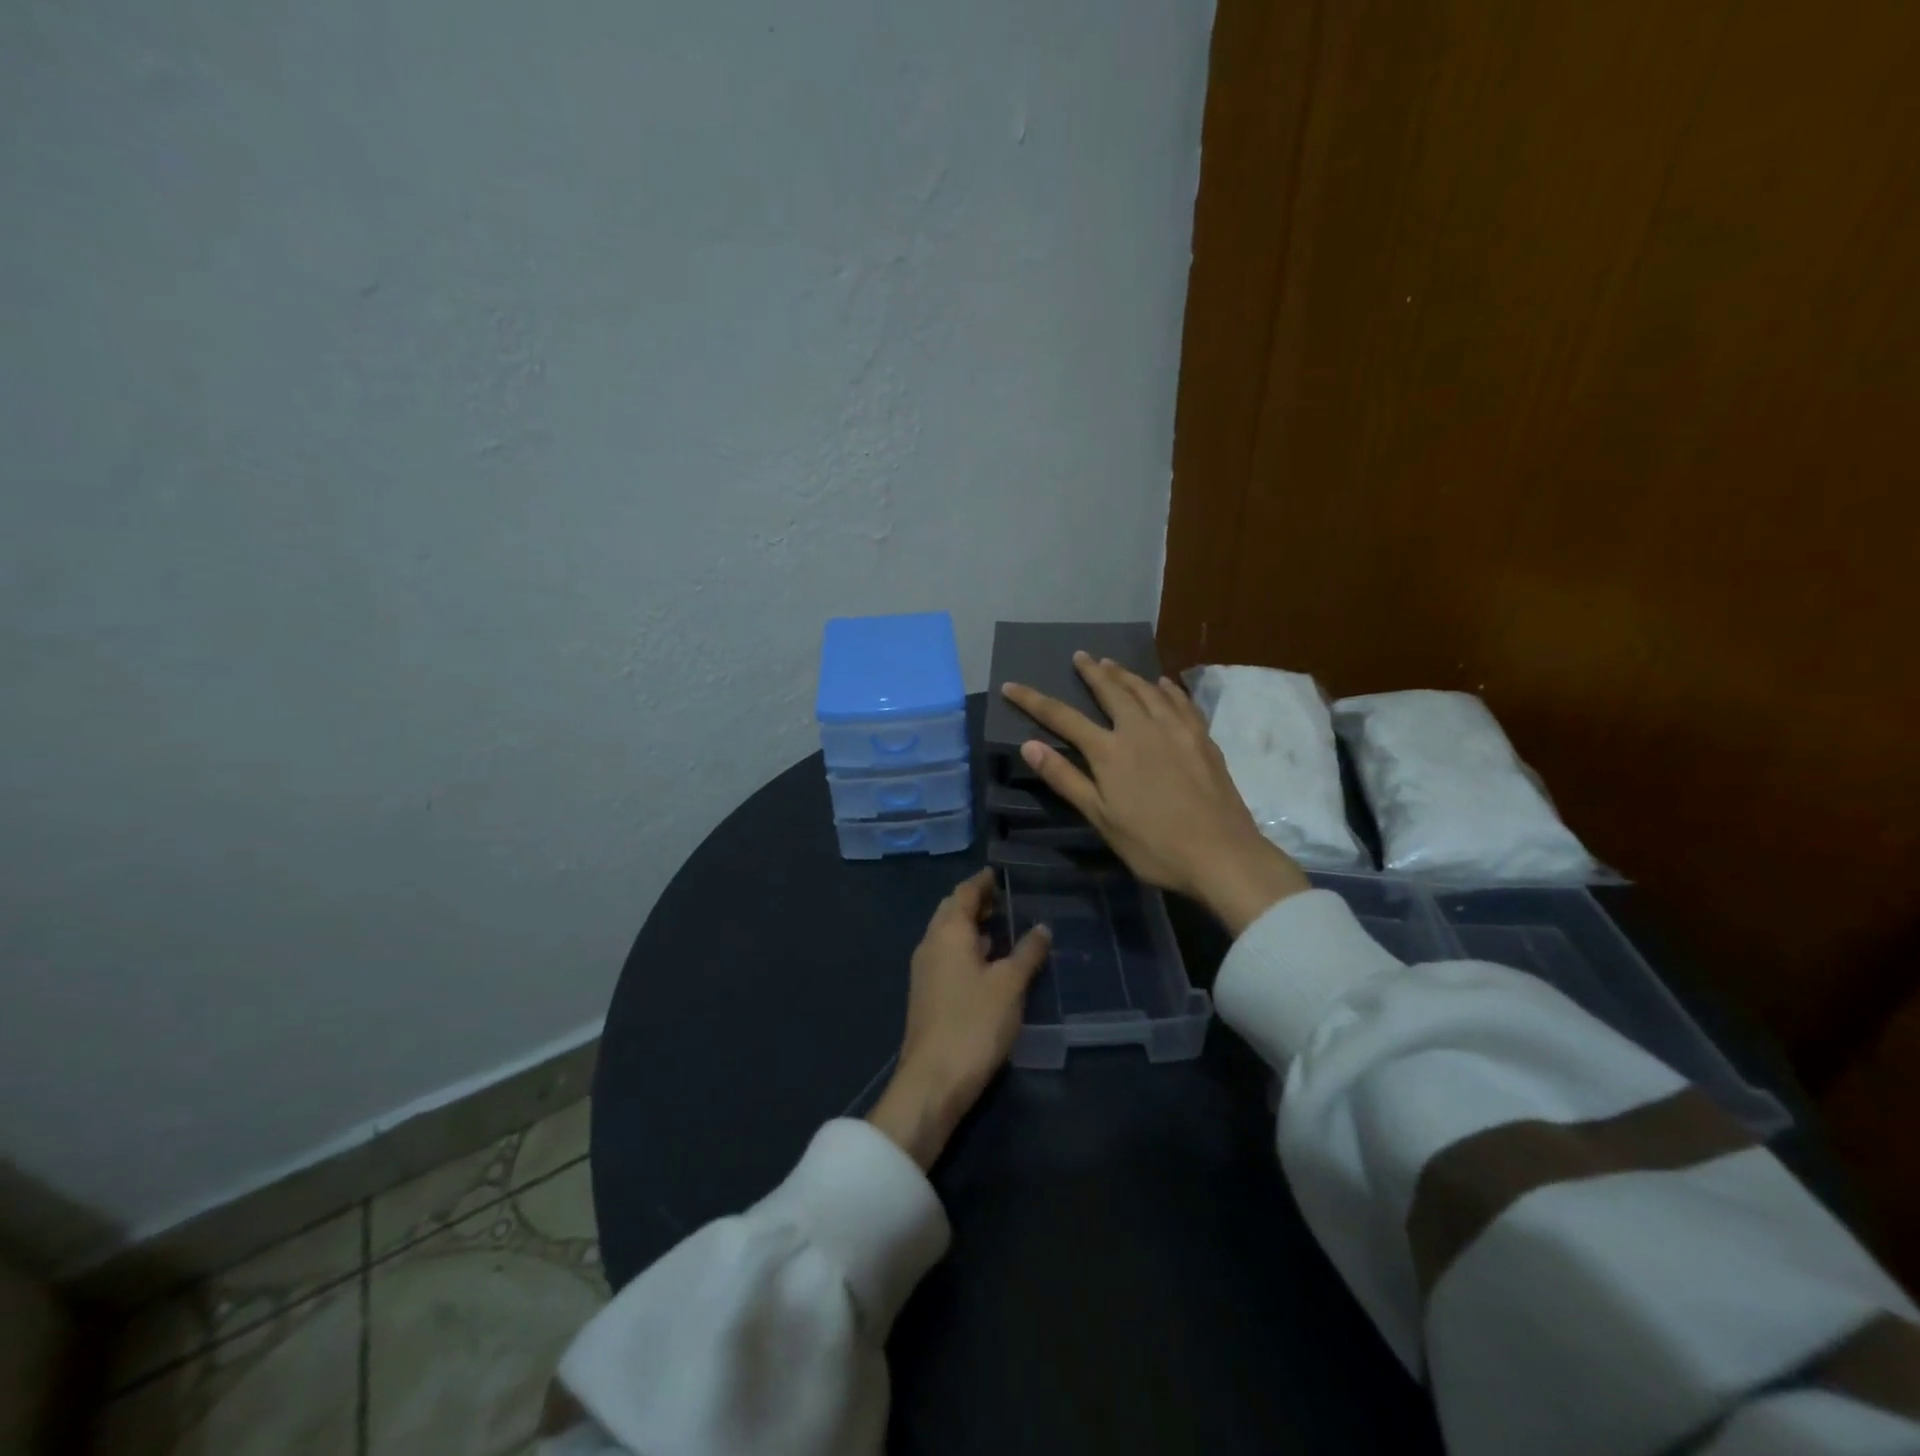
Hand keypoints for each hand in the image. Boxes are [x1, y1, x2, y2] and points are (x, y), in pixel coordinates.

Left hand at [867, 868, 1050, 1169]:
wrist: (932, 1080)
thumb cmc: (973, 1023)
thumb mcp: (1010, 985)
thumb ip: (1027, 953)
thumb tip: (1042, 927)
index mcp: (948, 932)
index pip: (963, 893)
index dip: (981, 882)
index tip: (998, 873)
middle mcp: (930, 944)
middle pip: (950, 911)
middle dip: (974, 902)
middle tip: (1001, 897)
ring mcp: (925, 971)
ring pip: (947, 935)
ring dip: (970, 926)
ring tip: (1000, 925)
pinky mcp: (927, 995)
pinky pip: (947, 956)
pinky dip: (966, 948)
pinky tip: (986, 962)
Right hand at [1001, 653, 1309, 934]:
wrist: (1221, 853)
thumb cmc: (1153, 844)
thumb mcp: (1101, 818)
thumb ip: (1066, 778)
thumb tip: (1029, 745)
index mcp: (1110, 751)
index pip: (1063, 718)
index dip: (1034, 700)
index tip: (1011, 685)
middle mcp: (1141, 729)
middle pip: (1111, 691)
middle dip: (1092, 672)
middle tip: (1080, 655)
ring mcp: (1176, 730)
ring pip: (1146, 690)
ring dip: (1126, 674)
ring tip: (1112, 663)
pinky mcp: (1202, 738)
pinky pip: (1180, 701)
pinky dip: (1166, 688)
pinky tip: (1163, 684)